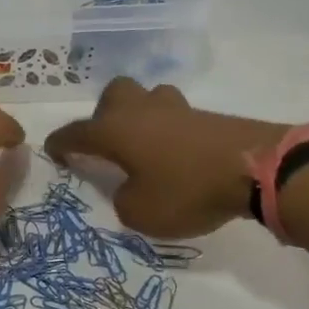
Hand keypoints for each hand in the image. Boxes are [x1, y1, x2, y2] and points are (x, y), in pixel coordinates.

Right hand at [44, 79, 288, 238]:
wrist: (256, 168)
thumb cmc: (186, 190)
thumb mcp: (140, 212)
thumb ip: (123, 199)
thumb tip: (129, 187)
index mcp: (115, 130)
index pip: (76, 133)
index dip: (61, 143)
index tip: (52, 151)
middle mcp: (140, 111)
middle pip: (113, 95)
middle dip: (103, 115)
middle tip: (107, 144)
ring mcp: (176, 108)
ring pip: (147, 98)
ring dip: (139, 116)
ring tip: (143, 145)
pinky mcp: (206, 116)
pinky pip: (175, 116)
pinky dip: (167, 130)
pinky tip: (174, 153)